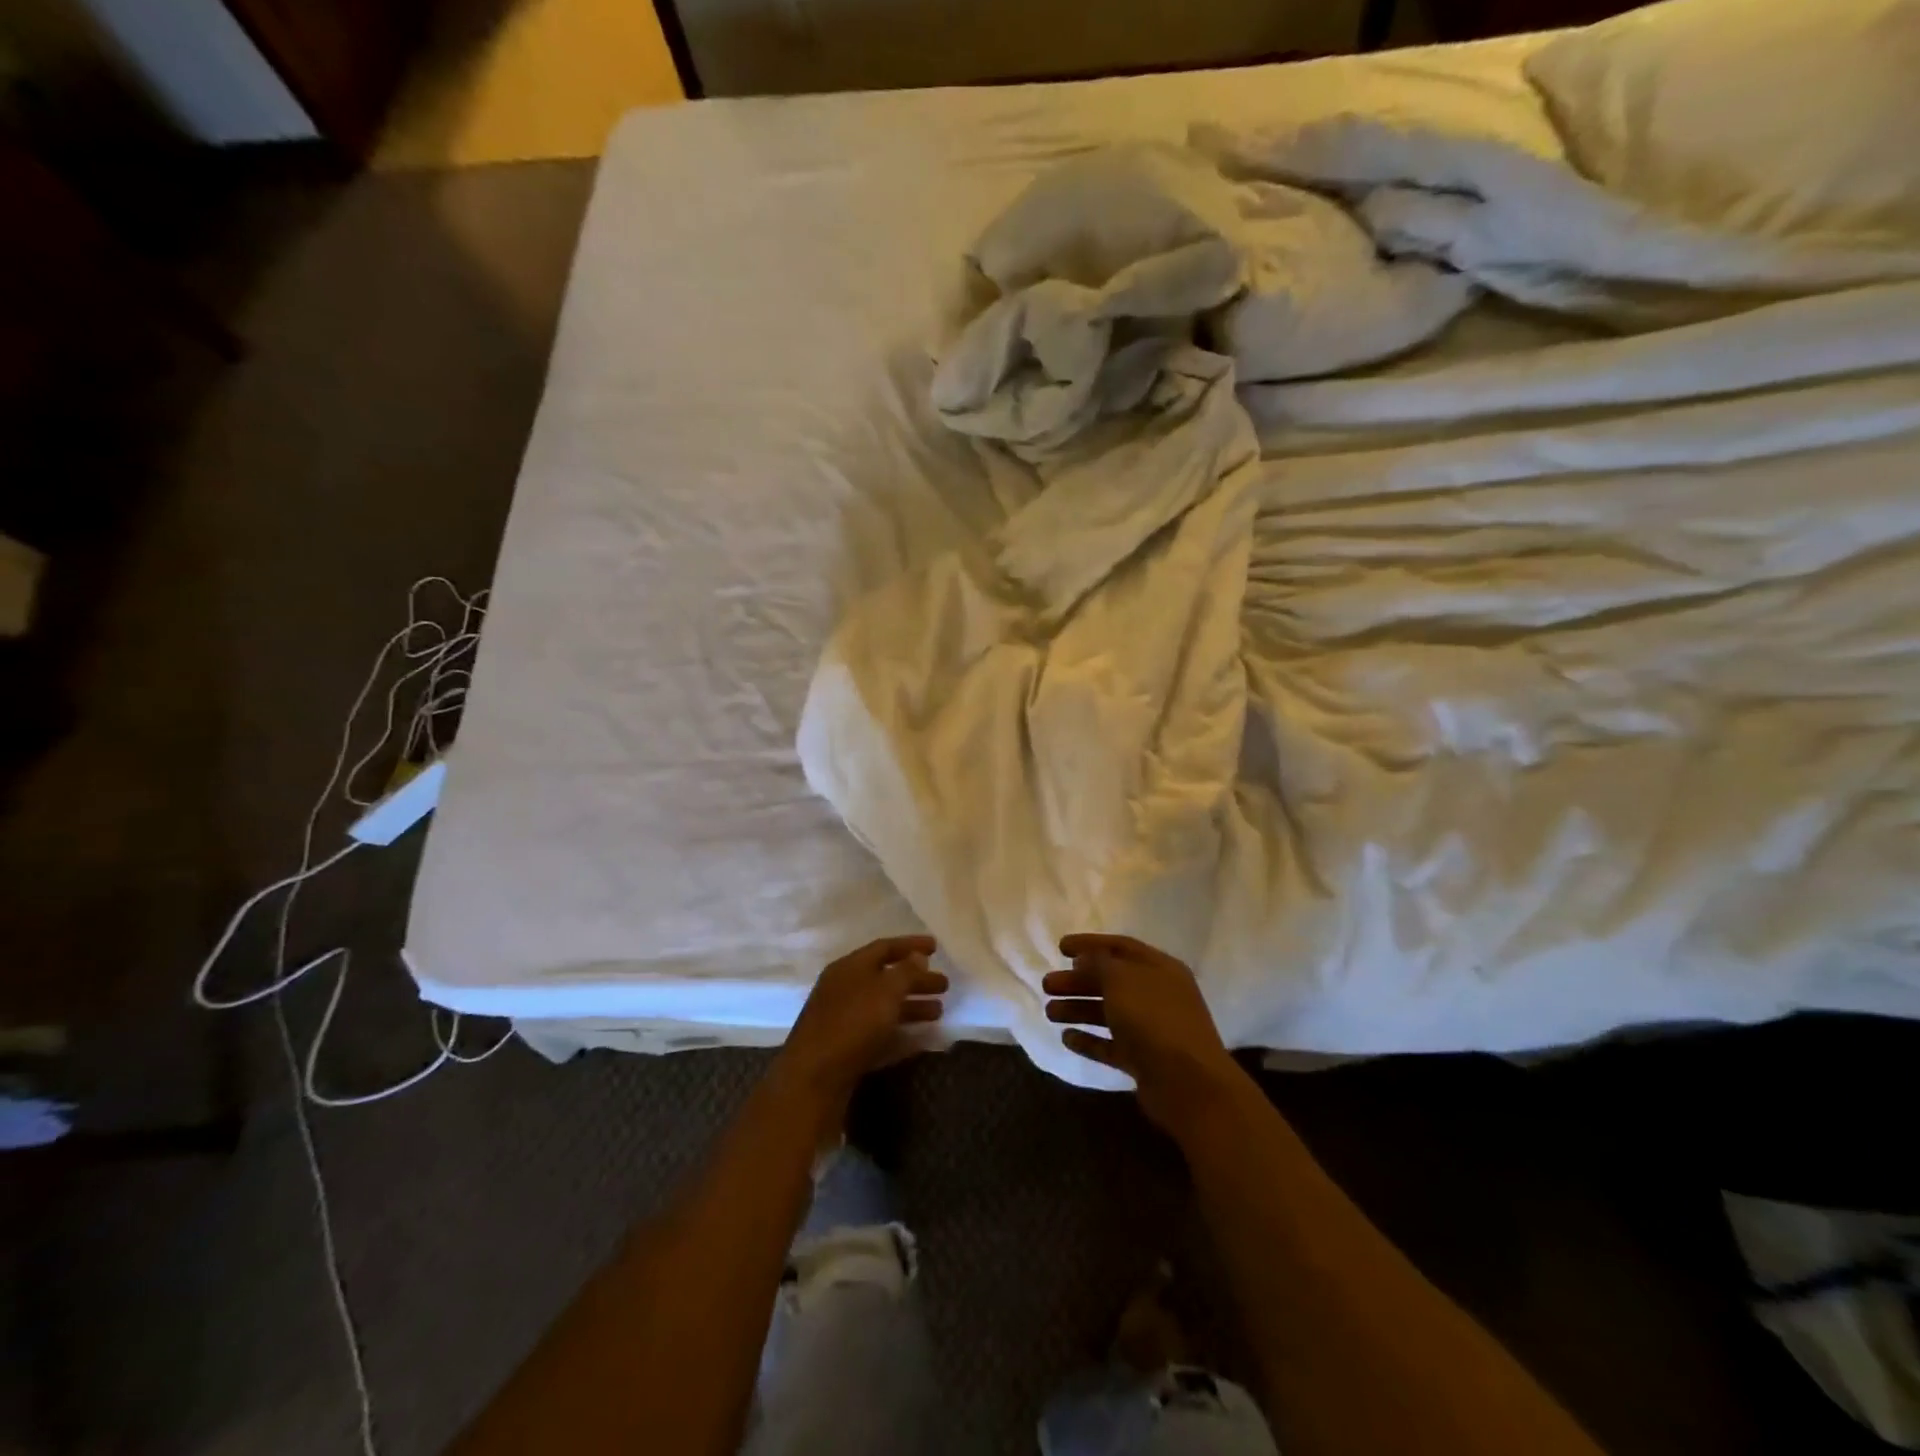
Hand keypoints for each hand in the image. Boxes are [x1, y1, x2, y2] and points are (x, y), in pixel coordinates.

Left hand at [776, 936, 946, 1112]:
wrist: (814, 1079)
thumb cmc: (852, 1024)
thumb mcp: (885, 992)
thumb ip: (905, 972)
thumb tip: (918, 956)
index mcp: (850, 967)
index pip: (884, 947)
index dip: (911, 945)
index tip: (937, 947)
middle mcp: (844, 989)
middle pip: (886, 977)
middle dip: (916, 979)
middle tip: (945, 985)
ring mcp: (842, 1019)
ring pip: (883, 1006)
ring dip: (912, 1006)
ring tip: (939, 1012)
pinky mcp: (845, 1048)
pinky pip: (878, 1032)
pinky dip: (900, 1031)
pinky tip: (920, 1038)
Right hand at [1044, 934, 1241, 1139]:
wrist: (1188, 1084)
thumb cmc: (1154, 1019)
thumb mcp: (1121, 980)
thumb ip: (1098, 964)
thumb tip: (1084, 960)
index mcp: (1159, 968)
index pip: (1120, 947)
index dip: (1089, 945)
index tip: (1060, 947)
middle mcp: (1157, 995)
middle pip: (1111, 982)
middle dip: (1077, 981)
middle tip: (1047, 985)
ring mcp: (1152, 1029)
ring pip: (1109, 1013)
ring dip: (1078, 1009)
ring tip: (1049, 1012)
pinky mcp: (1144, 1061)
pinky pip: (1111, 1045)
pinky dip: (1090, 1040)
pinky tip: (1067, 1039)